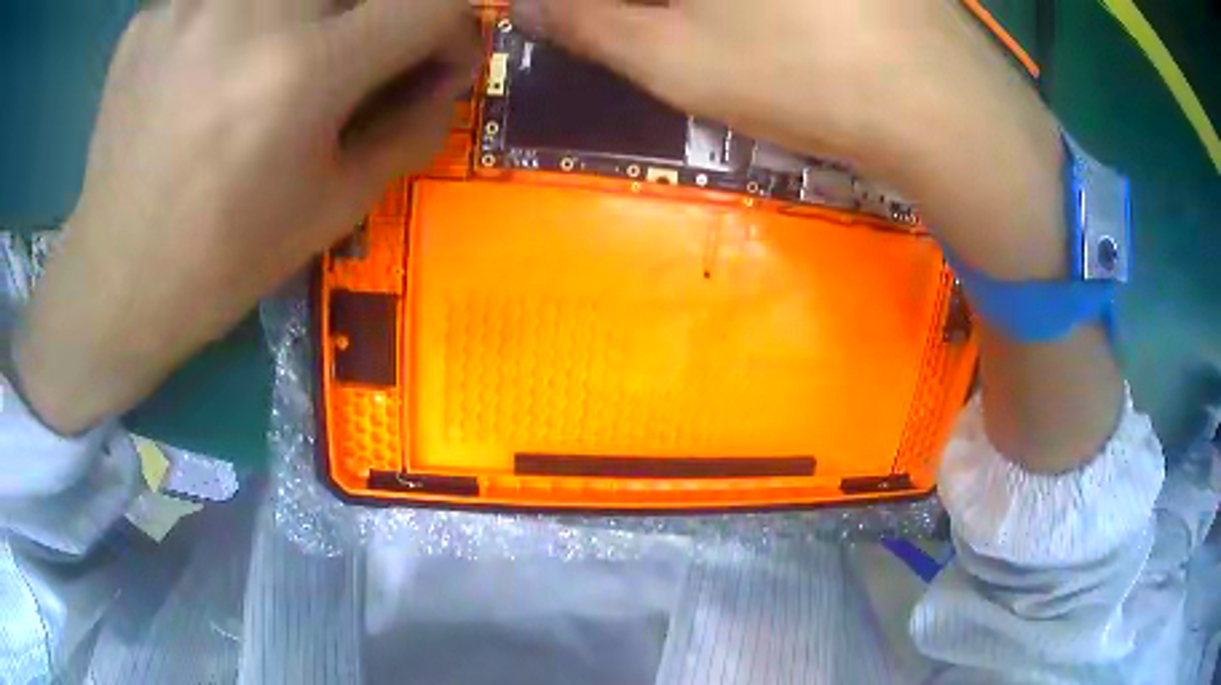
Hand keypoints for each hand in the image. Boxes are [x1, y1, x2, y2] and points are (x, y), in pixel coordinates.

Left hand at [16, 0, 476, 434]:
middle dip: (376, 17)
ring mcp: (191, 3)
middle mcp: (250, 12)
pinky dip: (236, 18)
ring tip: (271, 60)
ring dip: (304, 16)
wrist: (114, 285)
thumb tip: (445, 72)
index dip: (452, 28)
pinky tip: (209, 63)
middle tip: (349, 60)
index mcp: (303, 72)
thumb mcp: (334, 210)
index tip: (431, 58)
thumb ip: (410, 128)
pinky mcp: (152, 14)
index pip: (433, 1)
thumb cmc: (222, 262)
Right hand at [524, 0, 1123, 471]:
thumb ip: (586, 23)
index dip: (587, 9)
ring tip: (710, 39)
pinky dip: (745, 11)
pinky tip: (767, 30)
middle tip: (642, 35)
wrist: (948, 110)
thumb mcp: (672, 57)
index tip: (579, 25)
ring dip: (693, 14)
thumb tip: (528, 5)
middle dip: (639, 12)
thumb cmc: (803, 77)